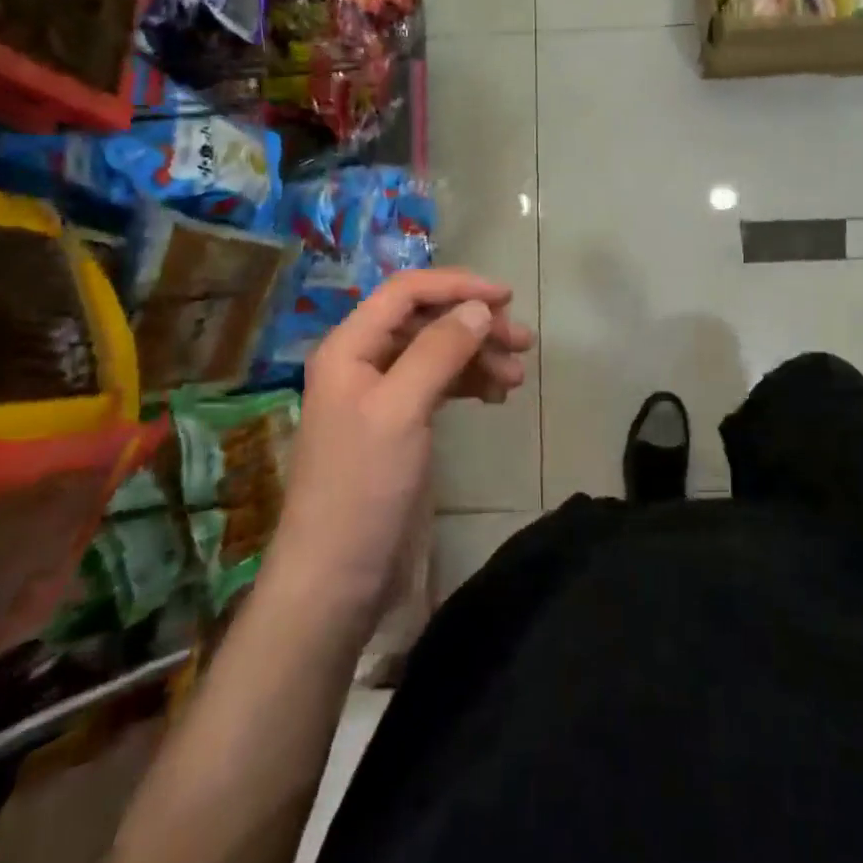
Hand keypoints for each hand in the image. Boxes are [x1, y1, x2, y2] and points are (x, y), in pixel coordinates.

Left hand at [272, 268, 534, 620]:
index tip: (506, 298)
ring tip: (517, 378)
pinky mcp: (401, 426)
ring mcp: (382, 396)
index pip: (406, 292)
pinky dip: (469, 383)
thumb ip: (439, 351)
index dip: (456, 285)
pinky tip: (495, 397)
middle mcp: (364, 362)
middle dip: (474, 324)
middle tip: (523, 343)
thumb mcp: (401, 410)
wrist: (338, 577)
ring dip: (478, 356)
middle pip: (426, 321)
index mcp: (349, 347)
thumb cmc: (363, 486)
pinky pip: (439, 385)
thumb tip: (479, 308)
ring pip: (437, 353)